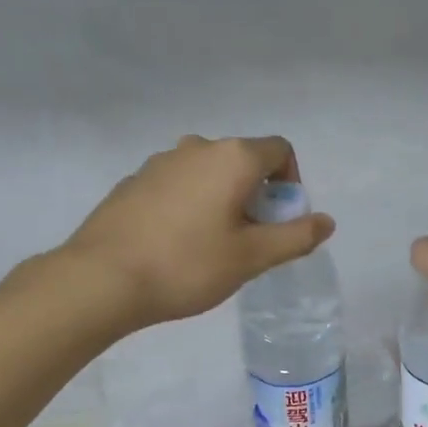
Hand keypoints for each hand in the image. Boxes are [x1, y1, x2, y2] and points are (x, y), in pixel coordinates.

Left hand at [58, 135, 335, 329]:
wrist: (102, 279)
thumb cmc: (188, 265)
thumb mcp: (252, 257)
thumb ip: (296, 236)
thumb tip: (326, 221)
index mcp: (232, 157)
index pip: (280, 150)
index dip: (291, 183)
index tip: (280, 222)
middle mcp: (196, 147)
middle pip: (244, 161)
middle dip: (257, 195)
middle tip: (250, 241)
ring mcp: (160, 162)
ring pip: (208, 173)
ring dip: (223, 200)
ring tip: (212, 246)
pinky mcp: (134, 182)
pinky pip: (178, 186)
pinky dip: (190, 205)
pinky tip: (176, 245)